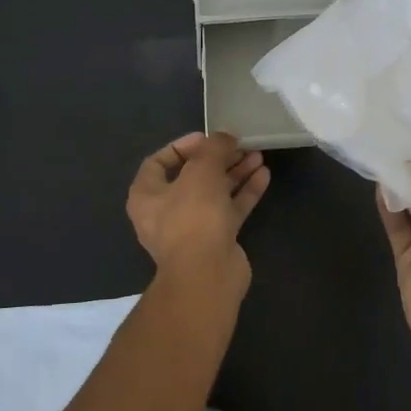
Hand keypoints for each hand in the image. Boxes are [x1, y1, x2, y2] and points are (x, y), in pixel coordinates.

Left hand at [128, 132, 270, 299]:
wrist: (207, 275)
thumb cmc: (193, 217)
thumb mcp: (201, 171)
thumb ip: (213, 148)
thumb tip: (225, 135)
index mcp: (147, 195)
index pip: (158, 162)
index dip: (183, 146)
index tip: (208, 138)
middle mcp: (165, 211)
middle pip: (192, 177)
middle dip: (217, 159)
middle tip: (239, 145)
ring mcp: (192, 228)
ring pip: (214, 193)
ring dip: (234, 173)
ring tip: (257, 155)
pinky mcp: (216, 240)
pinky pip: (229, 210)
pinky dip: (244, 193)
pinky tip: (263, 176)